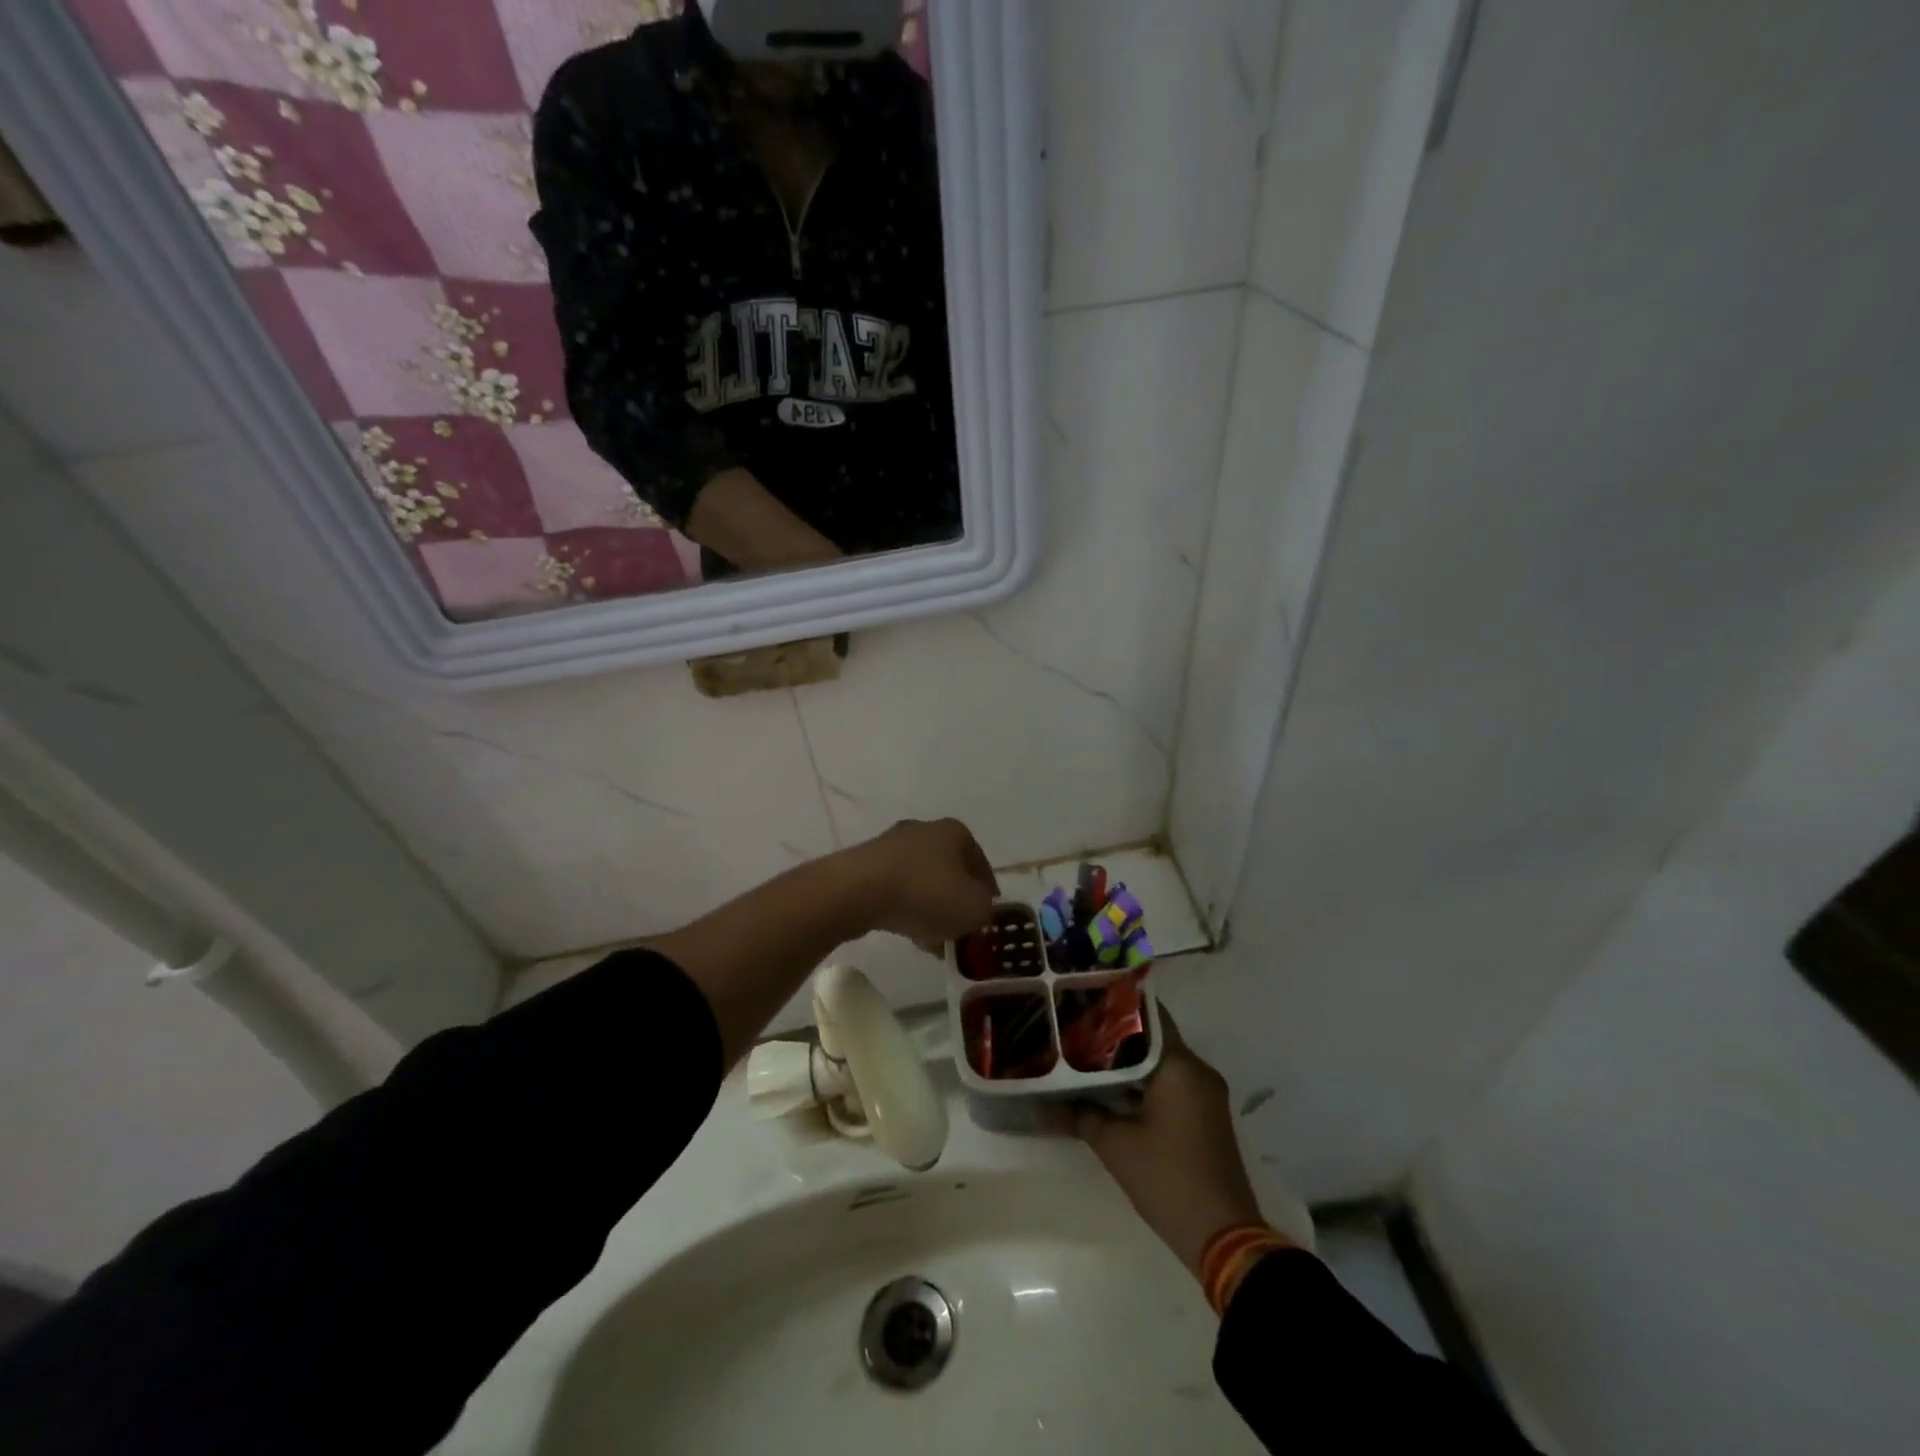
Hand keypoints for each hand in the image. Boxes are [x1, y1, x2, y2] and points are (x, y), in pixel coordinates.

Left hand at [849, 818, 997, 950]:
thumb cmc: (927, 893)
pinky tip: (906, 933)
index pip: (980, 861)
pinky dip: (904, 908)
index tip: (987, 913)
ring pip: (921, 882)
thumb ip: (985, 909)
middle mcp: (923, 831)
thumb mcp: (975, 908)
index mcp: (954, 832)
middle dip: (955, 900)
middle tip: (959, 929)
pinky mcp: (865, 865)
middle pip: (948, 871)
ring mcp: (890, 846)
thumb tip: (977, 907)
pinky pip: (895, 890)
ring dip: (929, 908)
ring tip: (932, 940)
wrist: (858, 891)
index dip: (987, 889)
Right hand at [1054, 1013, 1278, 1278]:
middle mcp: (1197, 1070)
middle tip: (1076, 1028)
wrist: (1223, 1238)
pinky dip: (1144, 1081)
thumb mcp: (1116, 1146)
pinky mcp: (1205, 1115)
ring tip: (1086, 1055)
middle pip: (1153, 1038)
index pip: (1148, 1016)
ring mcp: (1205, 1093)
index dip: (1116, 1006)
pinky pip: (1172, 1083)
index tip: (1085, 1000)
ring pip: (1161, 1062)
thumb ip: (1081, 1115)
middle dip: (1116, 1034)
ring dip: (1129, 1061)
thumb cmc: (1168, 1180)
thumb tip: (1044, 1103)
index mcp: (1180, 1066)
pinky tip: (1111, 1088)